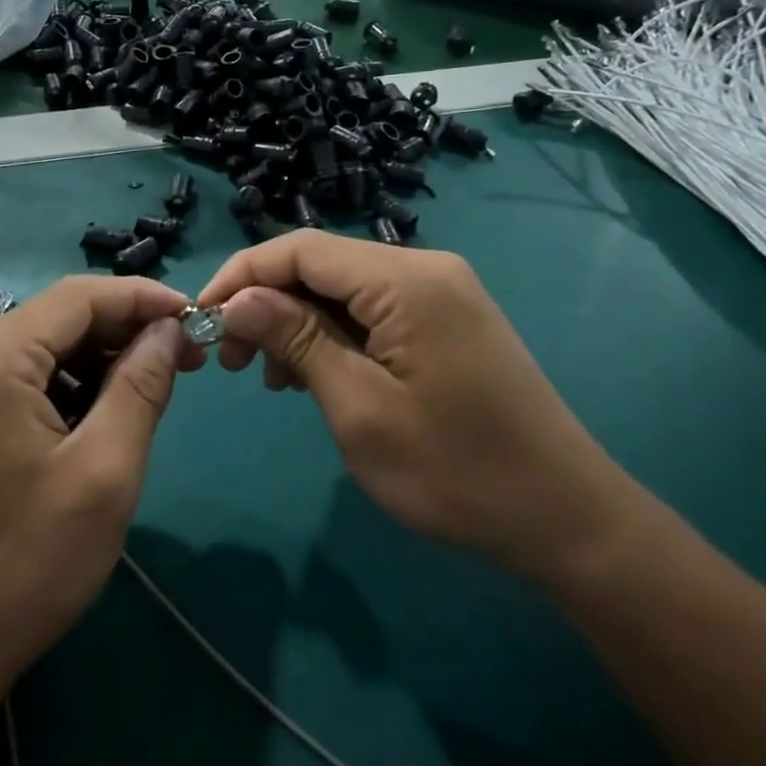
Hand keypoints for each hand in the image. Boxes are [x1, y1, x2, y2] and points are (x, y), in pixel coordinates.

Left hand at [0, 276, 202, 709]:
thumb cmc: (22, 569)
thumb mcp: (104, 474)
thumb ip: (141, 387)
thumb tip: (168, 330)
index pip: (78, 297)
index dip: (142, 297)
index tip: (195, 317)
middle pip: (56, 318)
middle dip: (122, 332)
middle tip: (182, 361)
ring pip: (38, 348)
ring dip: (95, 361)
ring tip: (146, 392)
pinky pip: (15, 377)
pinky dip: (62, 386)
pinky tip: (95, 418)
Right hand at [198, 232, 641, 583]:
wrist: (565, 516)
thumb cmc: (455, 470)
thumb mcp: (359, 407)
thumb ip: (296, 339)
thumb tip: (237, 299)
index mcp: (406, 279)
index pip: (300, 249)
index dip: (242, 276)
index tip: (200, 319)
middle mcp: (424, 268)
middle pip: (321, 264)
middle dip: (266, 303)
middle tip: (231, 362)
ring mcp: (440, 292)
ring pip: (343, 288)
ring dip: (296, 322)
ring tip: (269, 378)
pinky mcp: (445, 319)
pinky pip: (372, 310)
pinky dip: (332, 335)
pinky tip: (313, 375)